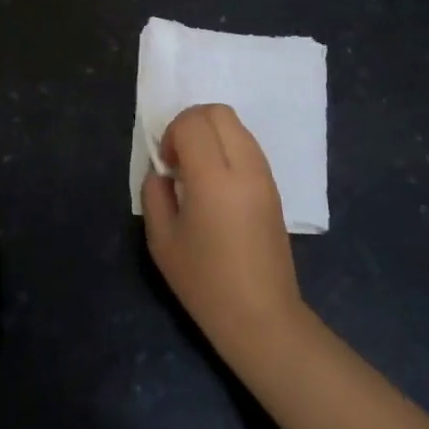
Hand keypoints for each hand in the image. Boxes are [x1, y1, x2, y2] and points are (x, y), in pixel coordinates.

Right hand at [141, 104, 308, 373]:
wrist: (261, 316)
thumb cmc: (205, 283)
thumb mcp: (162, 240)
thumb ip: (154, 194)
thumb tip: (163, 172)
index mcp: (213, 179)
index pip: (193, 123)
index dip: (171, 134)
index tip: (167, 166)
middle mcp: (244, 167)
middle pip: (218, 112)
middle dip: (191, 123)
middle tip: (178, 158)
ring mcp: (264, 175)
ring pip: (236, 125)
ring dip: (211, 134)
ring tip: (197, 172)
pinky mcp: (274, 187)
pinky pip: (248, 145)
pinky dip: (227, 147)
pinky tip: (216, 183)